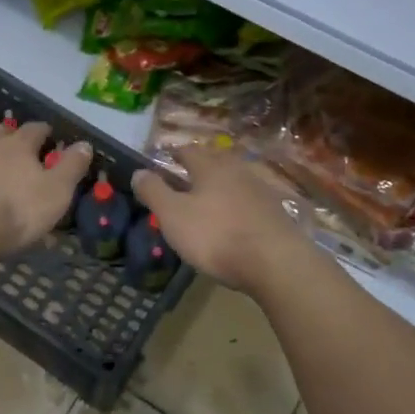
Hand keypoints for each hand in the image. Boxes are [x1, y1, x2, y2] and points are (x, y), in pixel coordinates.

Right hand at [132, 144, 313, 291]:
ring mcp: (261, 191)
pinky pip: (249, 200)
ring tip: (208, 199)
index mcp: (210, 167)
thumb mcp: (173, 215)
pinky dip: (237, 204)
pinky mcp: (276, 213)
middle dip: (199, 167)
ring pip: (234, 180)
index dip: (174, 154)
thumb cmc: (216, 236)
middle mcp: (238, 171)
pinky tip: (233, 219)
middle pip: (215, 162)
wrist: (276, 262)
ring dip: (220, 185)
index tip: (165, 159)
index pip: (188, 151)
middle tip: (185, 177)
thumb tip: (138, 171)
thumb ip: (154, 192)